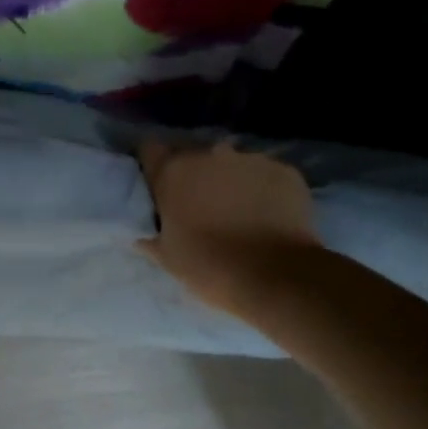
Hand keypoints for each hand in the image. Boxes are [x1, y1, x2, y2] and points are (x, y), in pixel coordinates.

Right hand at [137, 139, 318, 311]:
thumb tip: (142, 234)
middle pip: (193, 155)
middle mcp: (209, 153)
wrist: (276, 278)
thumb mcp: (167, 257)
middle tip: (200, 206)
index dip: (152, 166)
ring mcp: (250, 158)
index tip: (158, 186)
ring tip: (239, 213)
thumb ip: (150, 236)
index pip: (150, 149)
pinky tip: (268, 216)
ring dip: (229, 181)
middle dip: (194, 175)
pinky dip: (263, 189)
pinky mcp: (285, 170)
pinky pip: (265, 174)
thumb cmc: (210, 267)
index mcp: (173, 171)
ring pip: (231, 164)